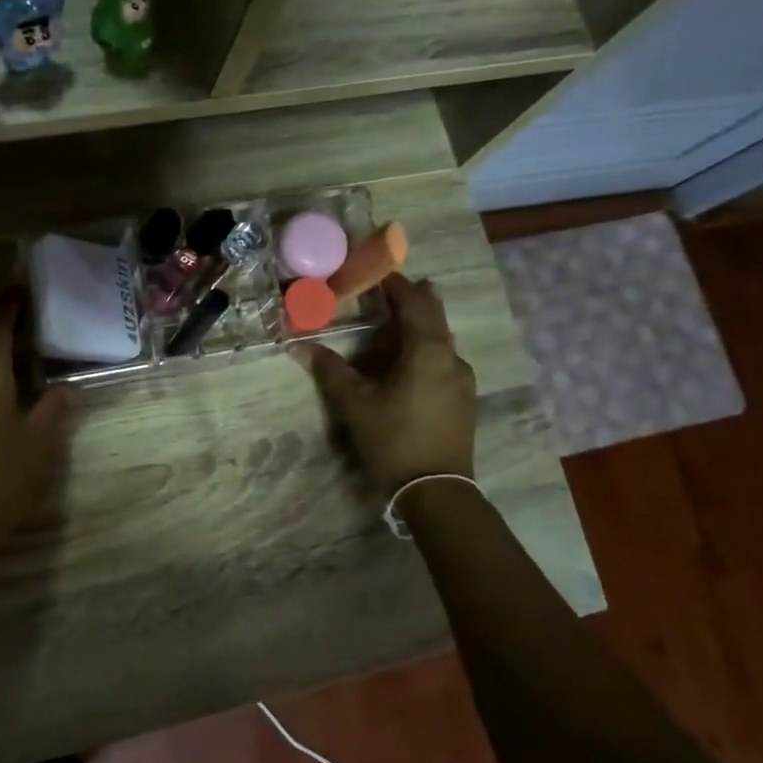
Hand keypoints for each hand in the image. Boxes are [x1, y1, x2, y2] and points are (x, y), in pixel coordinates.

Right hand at [293, 273, 476, 493]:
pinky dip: (426, 349)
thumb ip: (330, 371)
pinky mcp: (463, 401)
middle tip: (394, 288)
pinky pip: (444, 361)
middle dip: (415, 300)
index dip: (397, 285)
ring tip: (399, 323)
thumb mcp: (355, 405)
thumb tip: (299, 346)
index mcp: (428, 351)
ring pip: (442, 341)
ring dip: (421, 326)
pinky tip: (410, 363)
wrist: (436, 491)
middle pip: (435, 318)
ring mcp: (462, 381)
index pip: (415, 303)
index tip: (379, 271)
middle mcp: (451, 358)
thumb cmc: (393, 440)